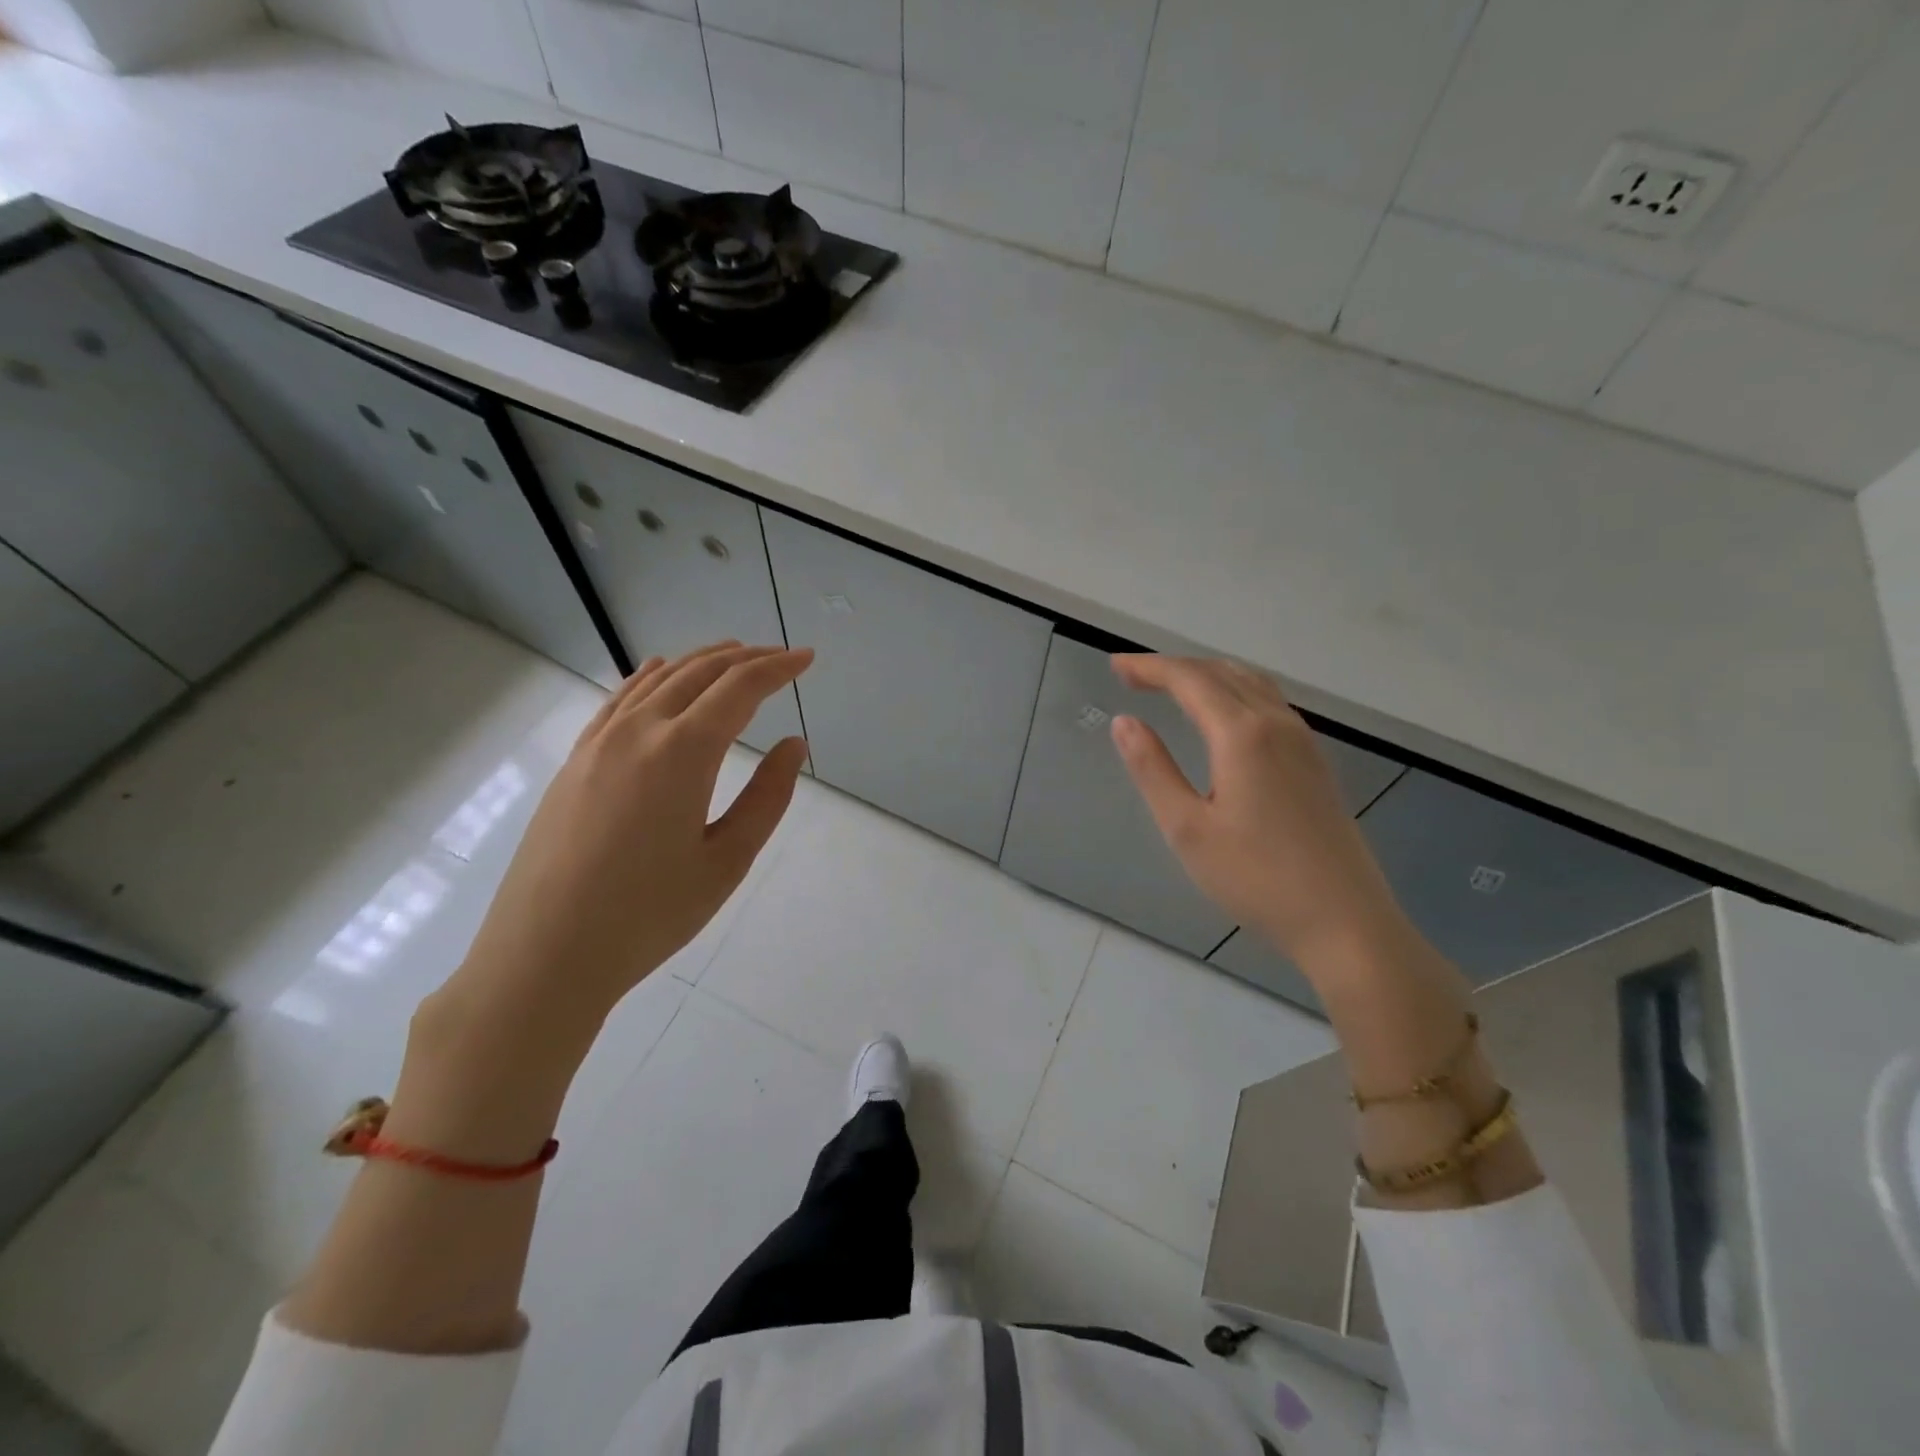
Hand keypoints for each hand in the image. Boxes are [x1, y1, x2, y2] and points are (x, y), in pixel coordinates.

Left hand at [446, 642, 811, 1035]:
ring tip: (732, 654)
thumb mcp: (727, 861)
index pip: (740, 689)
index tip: (806, 657)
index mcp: (683, 752)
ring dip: (700, 661)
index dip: (778, 668)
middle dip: (745, 658)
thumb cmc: (649, 914)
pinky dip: (649, 677)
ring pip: (657, 680)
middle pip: (699, 673)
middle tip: (780, 656)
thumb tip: (792, 745)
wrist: (545, 954)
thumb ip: (767, 797)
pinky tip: (657, 671)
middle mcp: (639, 731)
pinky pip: (618, 700)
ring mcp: (599, 743)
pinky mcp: (575, 761)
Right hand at [1109, 655, 1400, 964]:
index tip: (1115, 667)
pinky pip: (1270, 703)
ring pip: (1252, 684)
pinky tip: (1223, 716)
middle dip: (1174, 668)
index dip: (1149, 668)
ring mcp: (1304, 742)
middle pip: (1222, 672)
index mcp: (1243, 734)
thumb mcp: (1188, 829)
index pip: (1189, 680)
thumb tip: (1124, 722)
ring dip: (1207, 675)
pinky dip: (1235, 692)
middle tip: (1133, 677)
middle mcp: (1277, 724)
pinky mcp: (1316, 762)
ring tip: (1172, 687)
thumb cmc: (1257, 879)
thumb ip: (1153, 770)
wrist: (1345, 922)